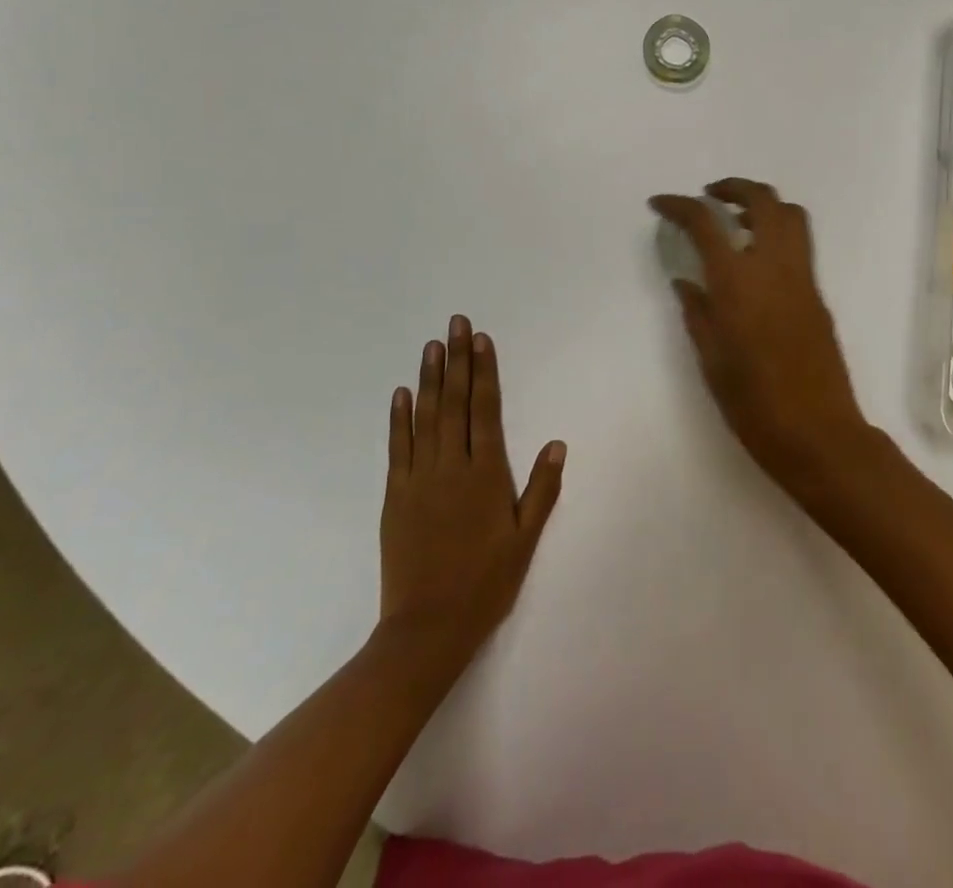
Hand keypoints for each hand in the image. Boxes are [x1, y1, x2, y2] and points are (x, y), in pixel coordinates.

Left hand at [379, 315, 565, 663]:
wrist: (427, 628)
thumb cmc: (485, 583)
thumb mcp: (525, 540)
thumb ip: (541, 489)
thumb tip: (556, 443)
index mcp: (486, 474)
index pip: (486, 410)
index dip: (484, 371)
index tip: (481, 339)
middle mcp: (452, 466)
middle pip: (455, 403)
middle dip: (457, 360)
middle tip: (455, 323)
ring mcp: (419, 479)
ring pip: (426, 417)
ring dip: (430, 378)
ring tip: (432, 346)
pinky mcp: (395, 495)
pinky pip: (397, 448)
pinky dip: (399, 418)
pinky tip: (401, 393)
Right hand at [649, 179, 878, 493]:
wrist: (819, 434)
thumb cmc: (754, 405)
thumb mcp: (711, 361)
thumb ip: (697, 313)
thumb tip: (686, 281)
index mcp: (738, 283)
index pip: (707, 223)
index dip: (680, 206)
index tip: (660, 203)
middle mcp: (774, 267)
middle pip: (762, 199)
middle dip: (733, 187)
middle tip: (708, 197)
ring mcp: (803, 278)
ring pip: (790, 214)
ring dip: (762, 204)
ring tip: (736, 220)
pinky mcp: (818, 294)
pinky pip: (799, 244)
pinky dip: (776, 231)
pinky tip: (755, 260)